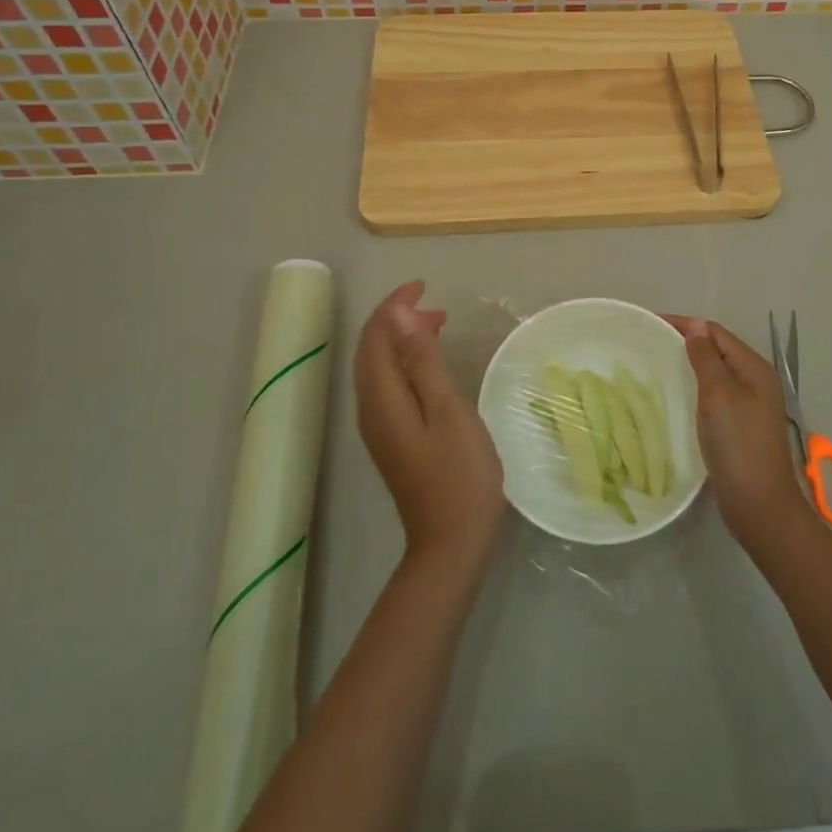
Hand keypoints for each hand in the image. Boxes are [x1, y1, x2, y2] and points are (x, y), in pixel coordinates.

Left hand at [356, 282, 505, 577]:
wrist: (451, 544)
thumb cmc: (459, 474)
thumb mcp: (448, 410)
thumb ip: (422, 361)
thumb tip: (399, 316)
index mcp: (383, 398)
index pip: (376, 336)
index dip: (395, 305)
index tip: (424, 286)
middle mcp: (372, 409)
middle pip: (371, 349)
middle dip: (397, 319)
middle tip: (436, 305)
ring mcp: (379, 427)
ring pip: (379, 367)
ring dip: (401, 340)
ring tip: (438, 326)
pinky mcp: (391, 439)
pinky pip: (388, 385)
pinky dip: (405, 362)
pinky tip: (431, 366)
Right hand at [669, 318, 811, 549]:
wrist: (758, 504)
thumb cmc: (738, 443)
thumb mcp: (719, 393)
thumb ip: (706, 357)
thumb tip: (696, 326)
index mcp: (754, 368)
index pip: (715, 332)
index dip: (685, 325)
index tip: (650, 324)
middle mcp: (755, 381)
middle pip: (717, 350)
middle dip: (686, 343)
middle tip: (649, 345)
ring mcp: (749, 405)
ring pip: (715, 373)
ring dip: (689, 366)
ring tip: (656, 367)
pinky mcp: (739, 426)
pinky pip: (714, 395)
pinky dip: (695, 388)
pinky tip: (675, 397)